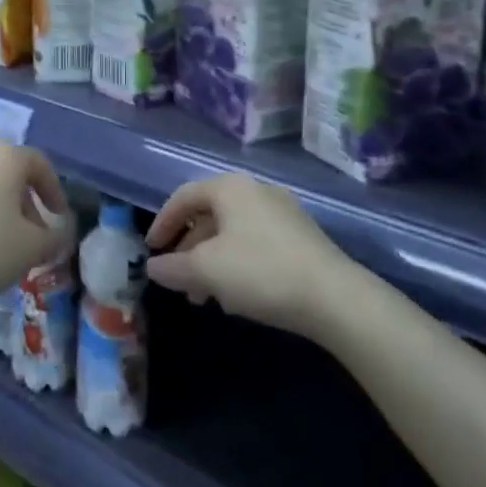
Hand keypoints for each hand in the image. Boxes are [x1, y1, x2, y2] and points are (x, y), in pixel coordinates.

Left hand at [0, 142, 73, 310]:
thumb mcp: (32, 248)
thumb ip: (55, 237)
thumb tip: (60, 231)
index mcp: (6, 157)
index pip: (39, 164)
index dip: (53, 191)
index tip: (58, 217)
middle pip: (9, 171)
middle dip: (25, 200)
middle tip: (33, 232)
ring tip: (4, 239)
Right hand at [144, 173, 350, 338]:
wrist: (335, 297)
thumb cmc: (260, 271)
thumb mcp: (206, 271)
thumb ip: (173, 267)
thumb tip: (153, 267)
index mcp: (230, 188)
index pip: (183, 197)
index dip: (163, 222)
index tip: (151, 250)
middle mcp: (256, 191)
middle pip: (209, 215)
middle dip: (189, 250)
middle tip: (178, 279)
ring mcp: (282, 213)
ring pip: (233, 233)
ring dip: (212, 262)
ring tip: (204, 297)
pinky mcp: (301, 238)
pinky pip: (255, 243)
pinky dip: (236, 264)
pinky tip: (237, 296)